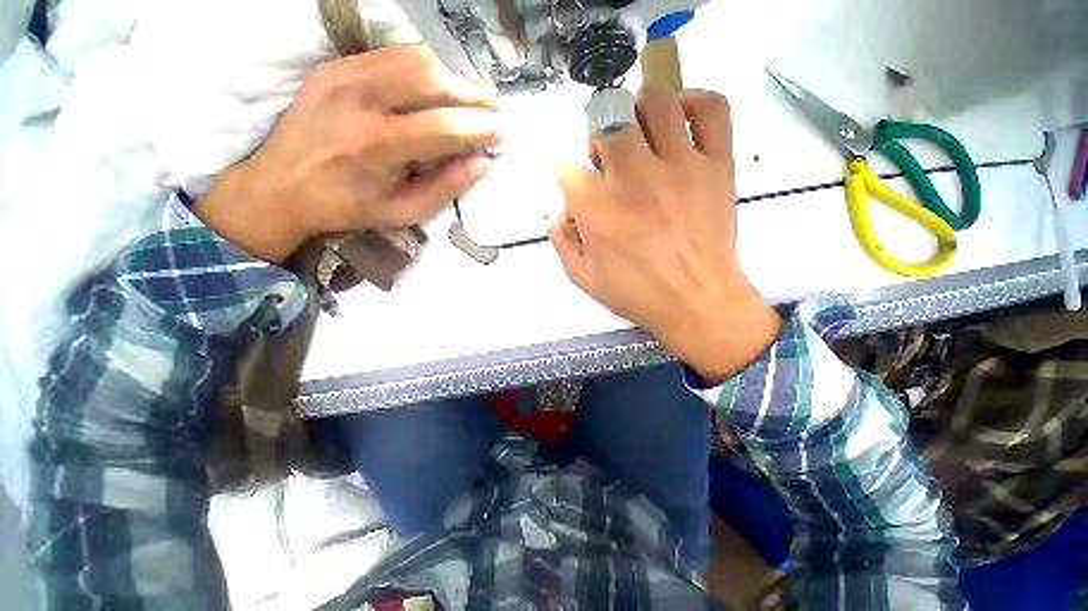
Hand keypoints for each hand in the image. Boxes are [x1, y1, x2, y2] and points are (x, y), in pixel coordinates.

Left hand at [194, 46, 502, 262]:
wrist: (281, 184)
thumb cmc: (347, 207)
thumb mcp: (403, 212)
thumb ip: (445, 188)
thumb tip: (481, 163)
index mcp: (377, 146)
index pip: (443, 127)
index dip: (479, 128)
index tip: (502, 131)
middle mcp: (360, 100)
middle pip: (432, 81)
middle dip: (471, 96)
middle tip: (491, 112)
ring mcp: (344, 75)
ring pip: (414, 59)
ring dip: (450, 79)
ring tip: (465, 101)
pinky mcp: (335, 65)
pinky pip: (391, 55)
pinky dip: (422, 69)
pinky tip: (432, 89)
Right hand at [550, 89, 781, 381]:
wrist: (697, 302)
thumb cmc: (637, 294)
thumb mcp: (582, 278)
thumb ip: (562, 240)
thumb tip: (562, 209)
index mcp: (597, 208)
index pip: (564, 165)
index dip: (562, 169)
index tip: (571, 179)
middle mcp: (634, 177)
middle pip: (607, 118)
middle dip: (598, 132)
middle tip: (607, 156)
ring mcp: (680, 166)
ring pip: (655, 102)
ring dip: (638, 111)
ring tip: (640, 134)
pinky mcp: (717, 164)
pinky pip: (712, 108)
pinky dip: (694, 101)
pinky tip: (680, 119)